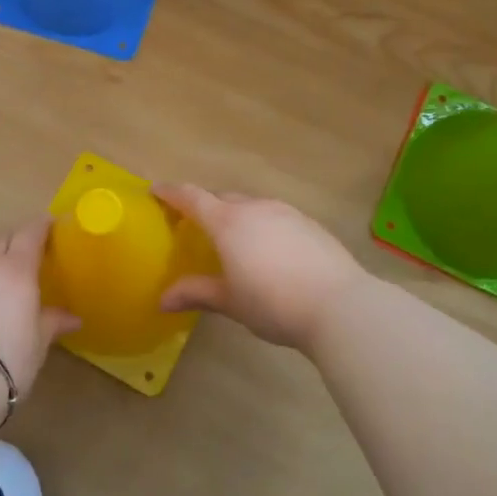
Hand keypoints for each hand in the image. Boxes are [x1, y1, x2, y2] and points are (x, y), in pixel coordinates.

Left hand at [0, 219, 78, 399]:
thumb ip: (53, 322)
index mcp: (16, 269)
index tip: (50, 226)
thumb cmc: (7, 360)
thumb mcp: (38, 343)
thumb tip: (73, 318)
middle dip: (14, 247)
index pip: (31, 234)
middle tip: (25, 262)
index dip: (41, 227)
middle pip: (2, 243)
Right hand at [155, 186, 367, 355]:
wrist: (340, 305)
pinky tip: (270, 251)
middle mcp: (255, 208)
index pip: (192, 198)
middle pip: (223, 199)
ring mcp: (286, 212)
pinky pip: (276, 217)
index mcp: (228, 223)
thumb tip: (162, 300)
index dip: (172, 192)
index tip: (156, 190)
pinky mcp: (310, 224)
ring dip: (237, 215)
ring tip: (234, 240)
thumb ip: (196, 293)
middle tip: (195, 225)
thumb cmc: (274, 303)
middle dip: (206, 206)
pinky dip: (263, 226)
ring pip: (252, 206)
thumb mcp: (230, 302)